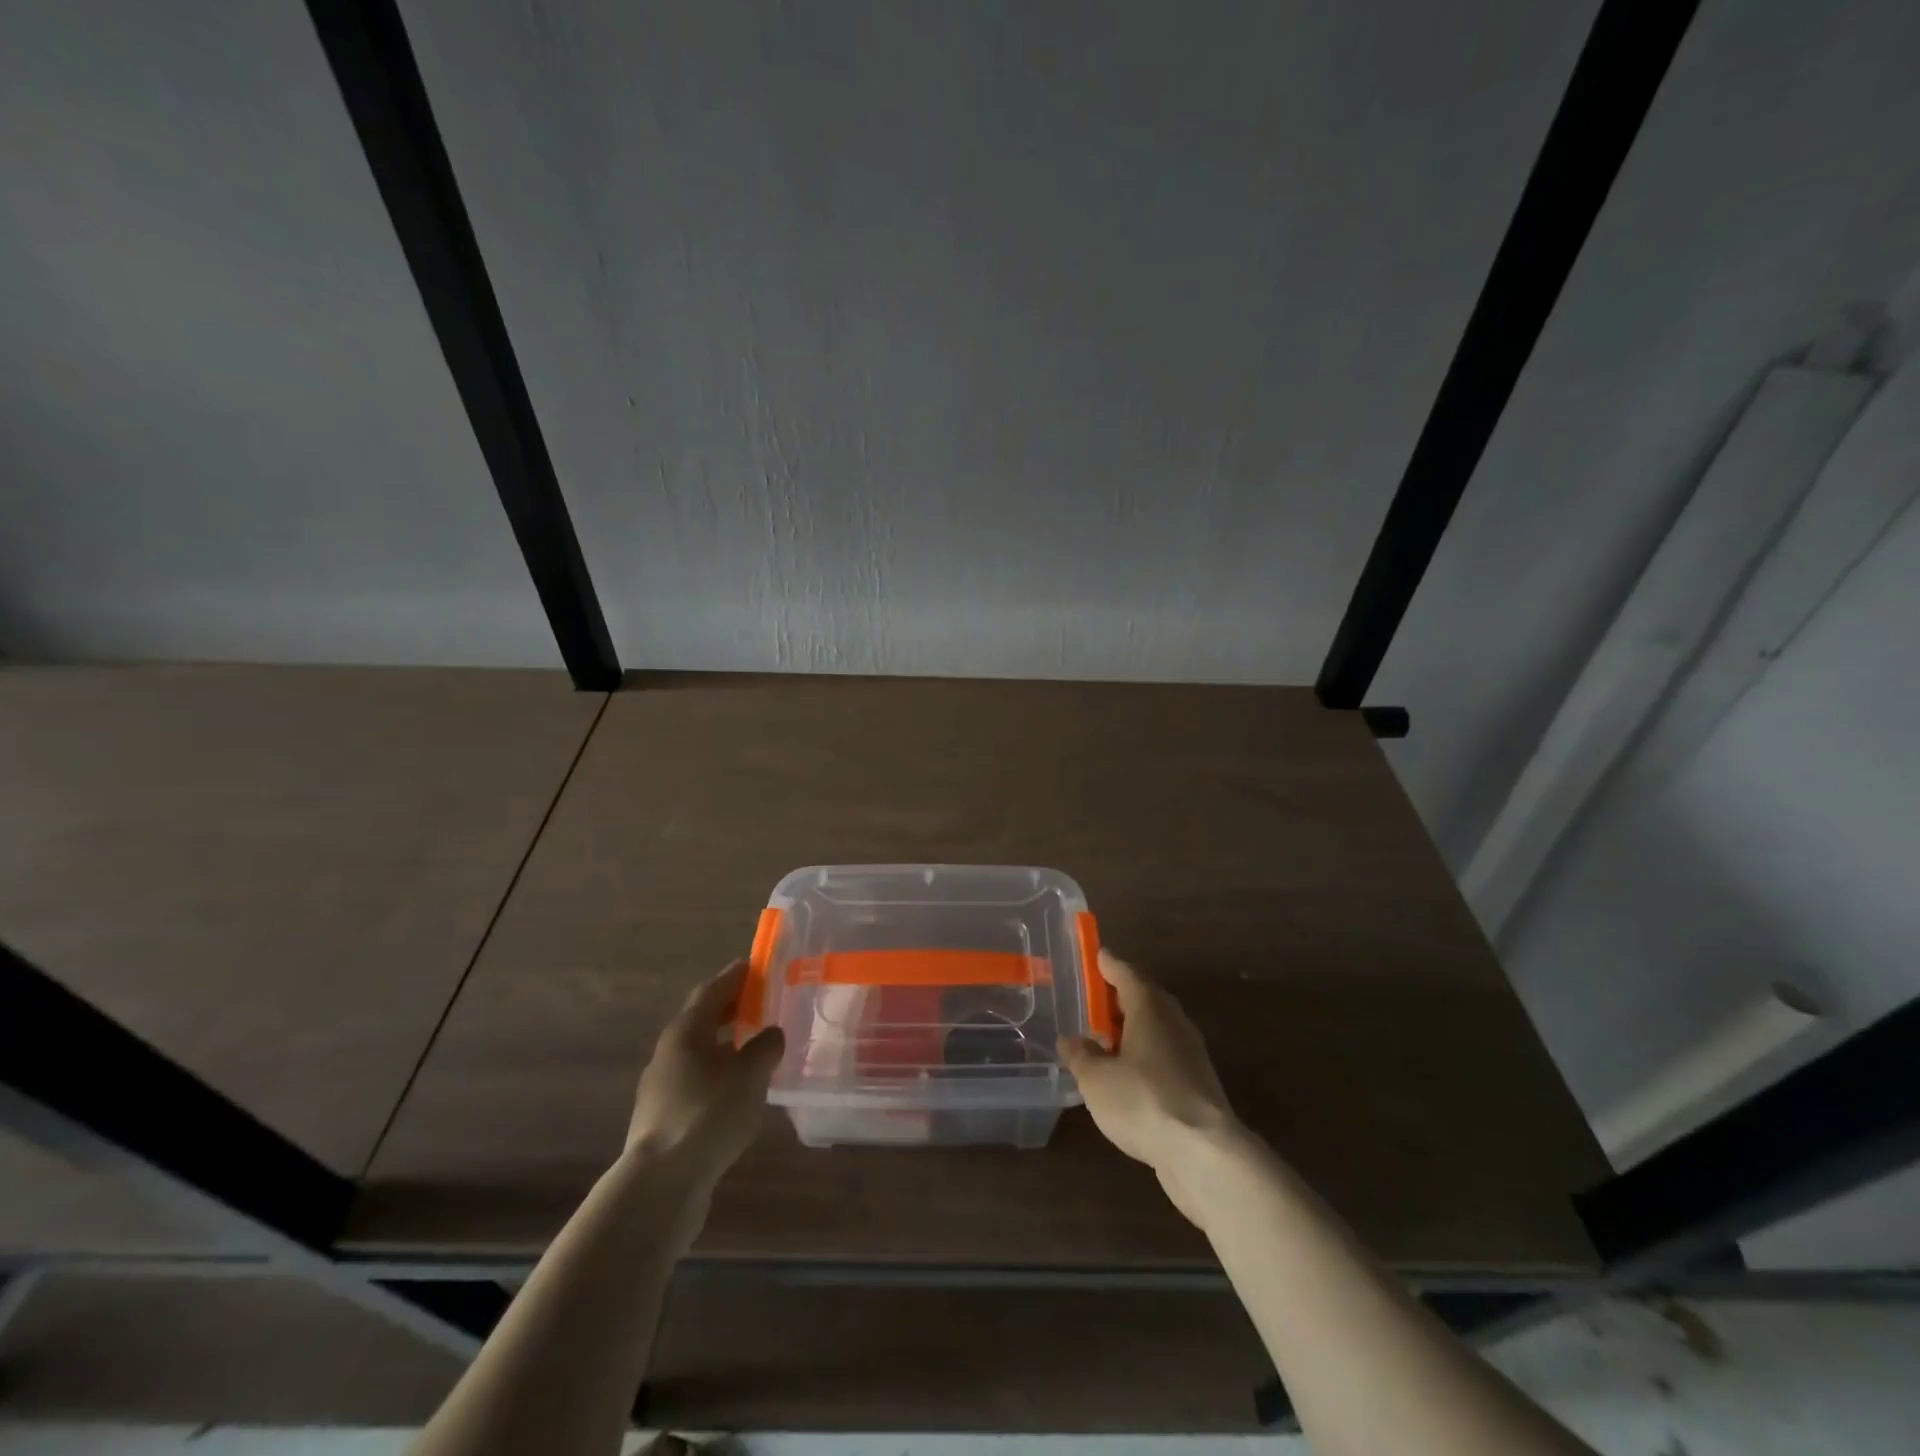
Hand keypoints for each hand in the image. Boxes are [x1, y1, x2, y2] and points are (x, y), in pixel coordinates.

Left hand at [626, 961, 784, 1191]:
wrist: (661, 1184)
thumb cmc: (708, 1114)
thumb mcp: (749, 1075)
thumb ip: (765, 1047)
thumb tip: (771, 1033)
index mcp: (686, 1031)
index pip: (711, 990)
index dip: (734, 976)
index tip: (756, 965)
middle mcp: (670, 1052)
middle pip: (703, 1019)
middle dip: (732, 1008)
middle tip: (762, 1001)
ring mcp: (663, 1087)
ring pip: (700, 1052)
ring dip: (727, 1043)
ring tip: (757, 1045)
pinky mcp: (665, 1118)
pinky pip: (698, 1080)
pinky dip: (720, 1073)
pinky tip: (740, 1088)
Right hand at [1059, 949, 1242, 1226]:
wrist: (1204, 1153)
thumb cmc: (1143, 1100)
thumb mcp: (1096, 1079)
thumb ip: (1081, 1056)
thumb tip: (1070, 1041)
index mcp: (1149, 1007)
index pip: (1125, 973)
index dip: (1107, 964)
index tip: (1096, 955)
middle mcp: (1173, 1022)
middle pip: (1144, 998)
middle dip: (1119, 997)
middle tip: (1093, 1000)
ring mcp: (1190, 1054)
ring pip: (1155, 1029)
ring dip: (1131, 1029)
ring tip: (1104, 1040)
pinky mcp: (1197, 1085)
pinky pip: (1163, 1056)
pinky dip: (1143, 1056)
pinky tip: (1126, 1076)